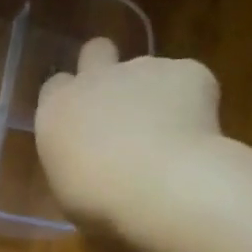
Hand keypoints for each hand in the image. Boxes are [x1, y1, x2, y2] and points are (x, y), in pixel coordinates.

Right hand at [35, 38, 224, 239]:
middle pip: (95, 51)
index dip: (69, 99)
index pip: (55, 86)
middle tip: (120, 103)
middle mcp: (95, 80)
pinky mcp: (188, 70)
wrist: (161, 186)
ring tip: (169, 133)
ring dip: (153, 92)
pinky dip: (193, 100)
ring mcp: (142, 68)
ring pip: (147, 70)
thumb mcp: (68, 187)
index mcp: (57, 110)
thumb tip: (89, 158)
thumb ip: (74, 158)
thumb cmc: (99, 201)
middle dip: (105, 66)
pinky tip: (196, 132)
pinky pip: (188, 80)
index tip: (81, 122)